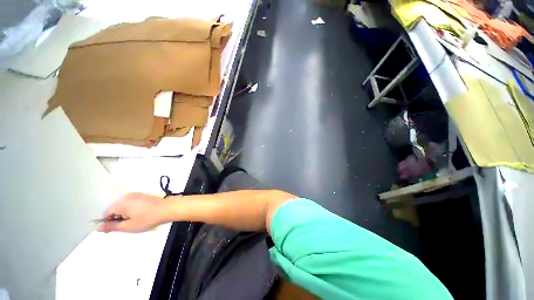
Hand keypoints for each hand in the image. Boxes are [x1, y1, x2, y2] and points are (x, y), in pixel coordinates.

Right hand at [98, 192, 167, 232]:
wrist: (167, 209)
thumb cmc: (147, 219)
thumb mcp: (128, 226)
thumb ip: (112, 226)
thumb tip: (98, 227)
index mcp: (121, 203)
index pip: (107, 213)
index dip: (109, 222)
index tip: (116, 229)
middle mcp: (127, 196)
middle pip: (115, 208)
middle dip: (118, 218)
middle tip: (127, 226)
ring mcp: (136, 194)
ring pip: (124, 206)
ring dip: (125, 214)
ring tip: (135, 221)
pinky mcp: (143, 195)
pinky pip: (132, 203)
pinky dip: (132, 209)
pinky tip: (141, 215)